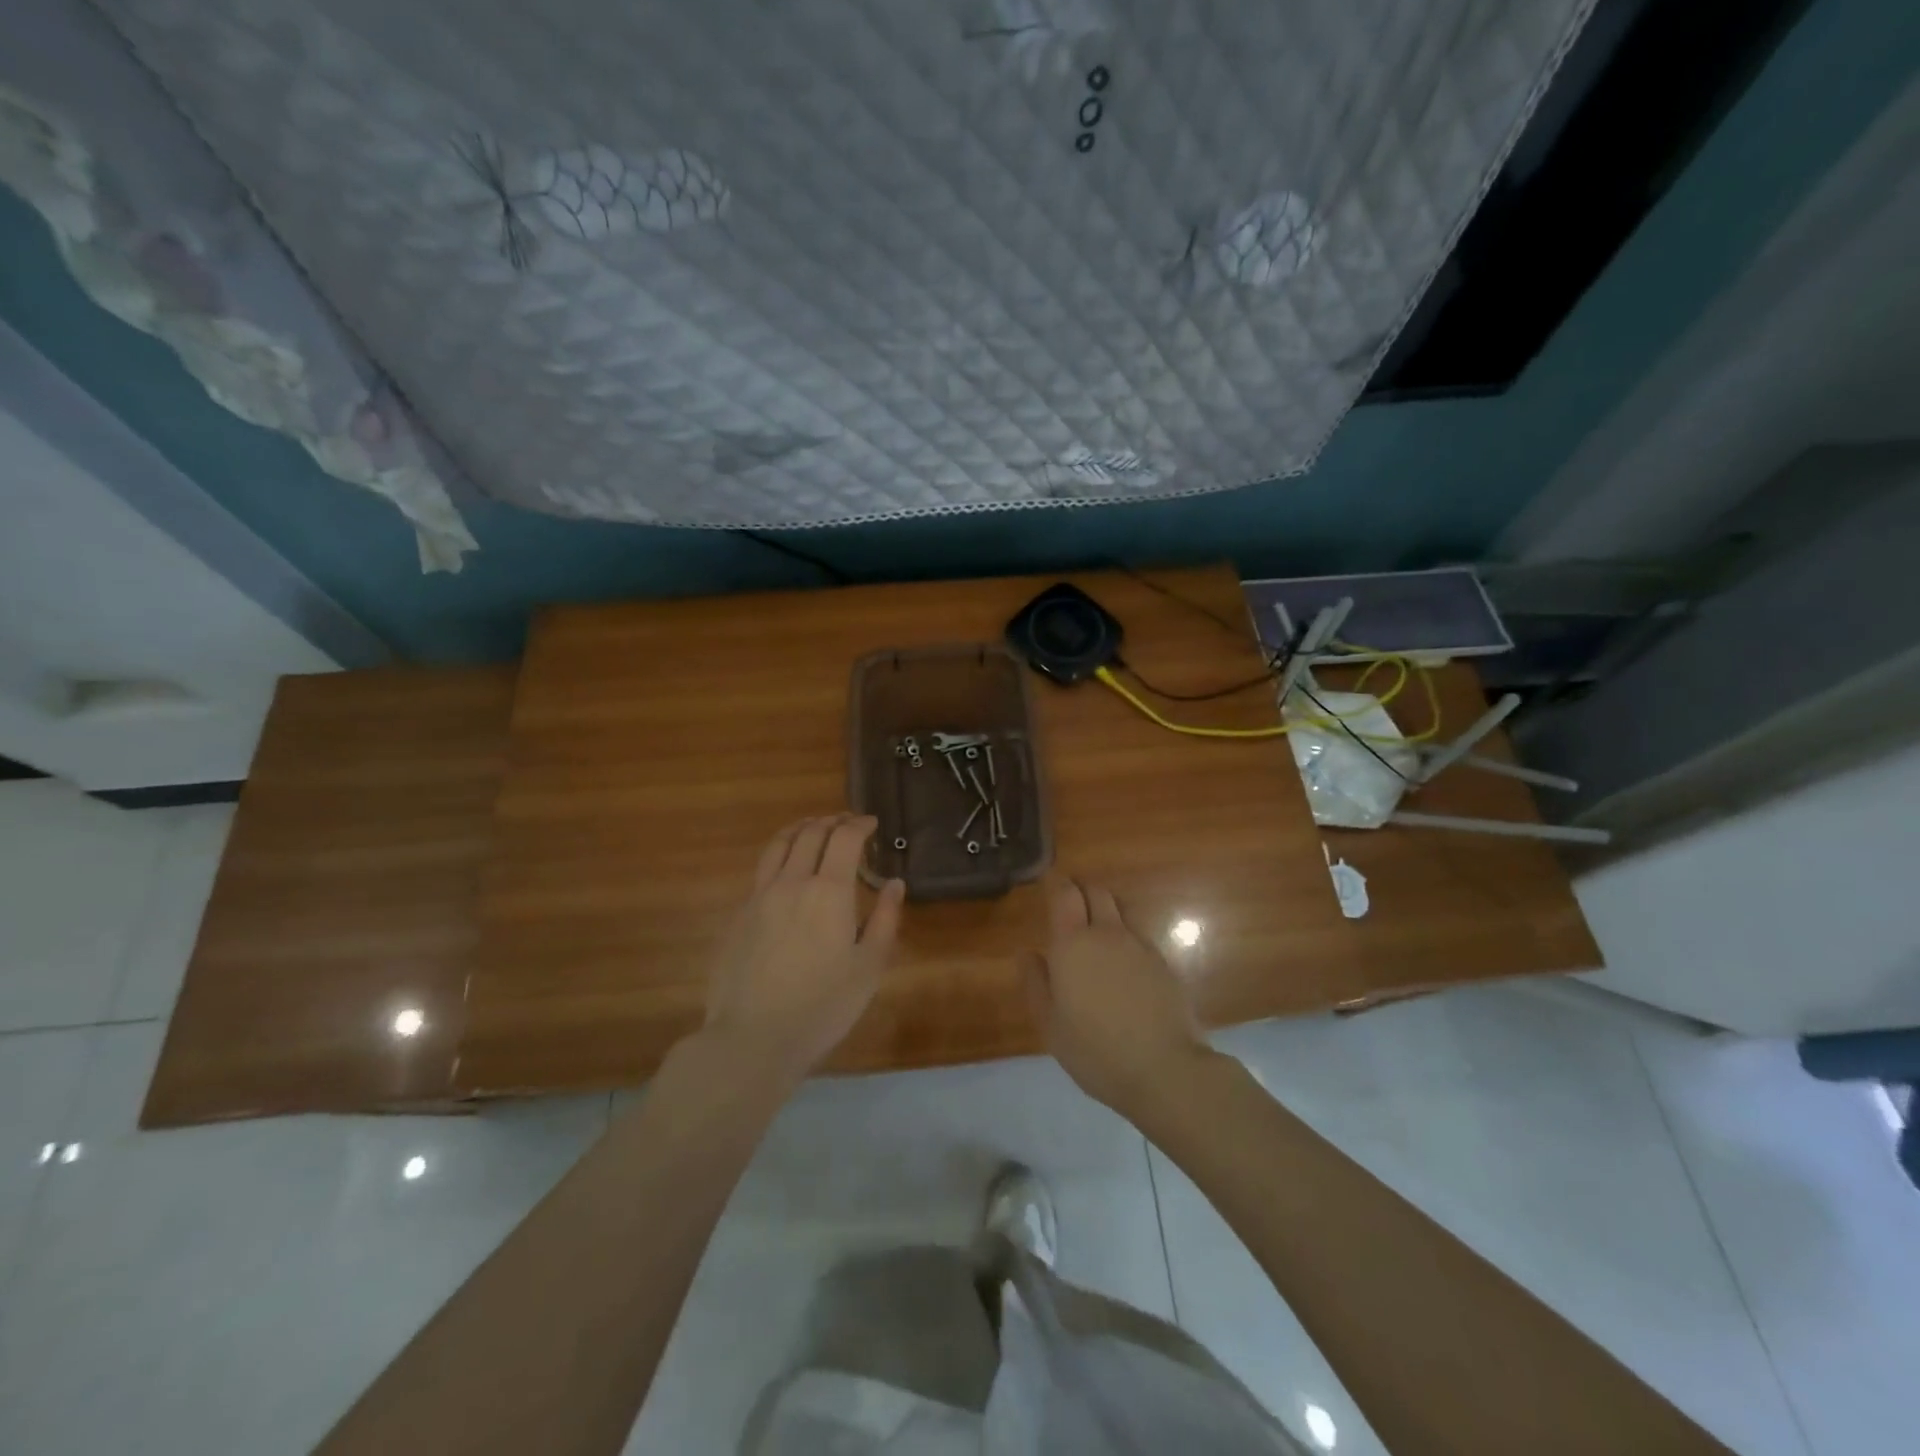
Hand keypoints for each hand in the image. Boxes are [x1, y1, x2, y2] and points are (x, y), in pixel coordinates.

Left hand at [702, 815, 904, 1083]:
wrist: (753, 1037)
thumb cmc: (823, 1006)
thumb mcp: (869, 967)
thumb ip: (885, 919)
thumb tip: (894, 883)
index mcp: (828, 891)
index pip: (844, 838)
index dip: (859, 824)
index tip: (871, 824)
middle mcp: (792, 882)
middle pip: (810, 833)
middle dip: (831, 821)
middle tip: (846, 823)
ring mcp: (759, 896)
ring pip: (778, 845)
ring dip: (800, 829)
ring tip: (812, 828)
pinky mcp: (738, 915)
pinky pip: (761, 870)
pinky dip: (779, 855)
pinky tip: (785, 870)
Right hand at [1021, 877, 1211, 1119]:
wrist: (1165, 1069)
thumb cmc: (1095, 1050)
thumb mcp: (1050, 1024)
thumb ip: (1036, 983)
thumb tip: (1027, 953)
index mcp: (1073, 943)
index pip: (1065, 893)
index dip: (1056, 884)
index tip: (1049, 884)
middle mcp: (1107, 934)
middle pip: (1096, 892)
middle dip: (1082, 891)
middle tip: (1070, 905)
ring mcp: (1140, 947)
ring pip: (1120, 912)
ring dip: (1106, 913)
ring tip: (1096, 936)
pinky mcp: (1164, 964)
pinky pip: (1138, 938)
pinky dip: (1125, 940)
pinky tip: (1123, 967)